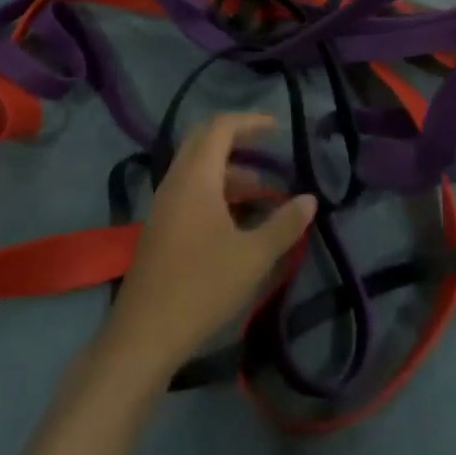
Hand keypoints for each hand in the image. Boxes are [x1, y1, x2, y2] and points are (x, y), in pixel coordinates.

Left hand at [101, 114, 317, 383]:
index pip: (220, 128)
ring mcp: (163, 204)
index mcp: (196, 177)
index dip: (250, 122)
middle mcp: (176, 181)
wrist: (145, 332)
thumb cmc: (202, 286)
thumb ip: (284, 224)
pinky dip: (214, 190)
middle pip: (203, 141)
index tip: (278, 128)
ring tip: (262, 192)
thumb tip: (310, 199)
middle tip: (267, 149)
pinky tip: (236, 219)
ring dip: (227, 170)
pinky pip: (189, 190)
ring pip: (196, 168)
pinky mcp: (160, 226)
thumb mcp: (253, 256)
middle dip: (237, 139)